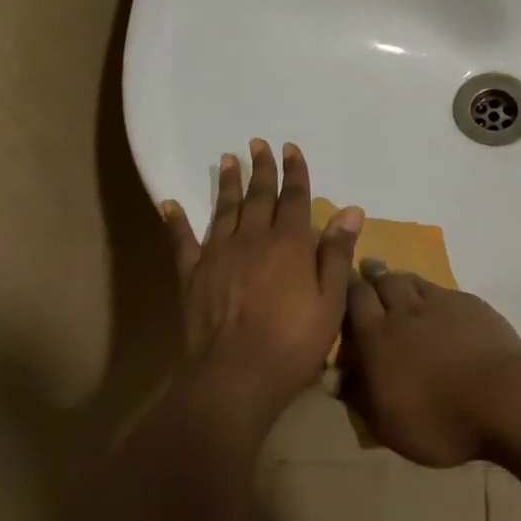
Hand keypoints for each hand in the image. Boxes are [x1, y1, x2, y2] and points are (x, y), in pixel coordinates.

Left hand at [159, 141, 362, 424]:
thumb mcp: (330, 302)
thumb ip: (337, 253)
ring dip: (227, 183)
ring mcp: (218, 254)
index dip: (295, 171)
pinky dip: (175, 221)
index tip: (290, 148)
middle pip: (258, 196)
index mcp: (289, 243)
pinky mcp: (192, 274)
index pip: (294, 197)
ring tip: (228, 159)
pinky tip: (168, 204)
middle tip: (258, 143)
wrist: (234, 377)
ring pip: (224, 209)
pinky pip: (181, 241)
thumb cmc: (292, 342)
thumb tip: (351, 210)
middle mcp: (252, 238)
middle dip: (261, 168)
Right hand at [340, 262, 520, 466]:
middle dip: (372, 274)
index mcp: (377, 337)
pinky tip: (435, 298)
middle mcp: (405, 311)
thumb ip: (358, 396)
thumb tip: (332, 377)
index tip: (342, 279)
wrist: (503, 399)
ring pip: (413, 281)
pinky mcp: (471, 305)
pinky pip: (443, 290)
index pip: (354, 300)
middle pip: (383, 282)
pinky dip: (431, 291)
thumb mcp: (387, 424)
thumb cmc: (438, 420)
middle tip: (366, 267)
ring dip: (400, 277)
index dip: (346, 287)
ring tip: (394, 276)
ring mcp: (441, 303)